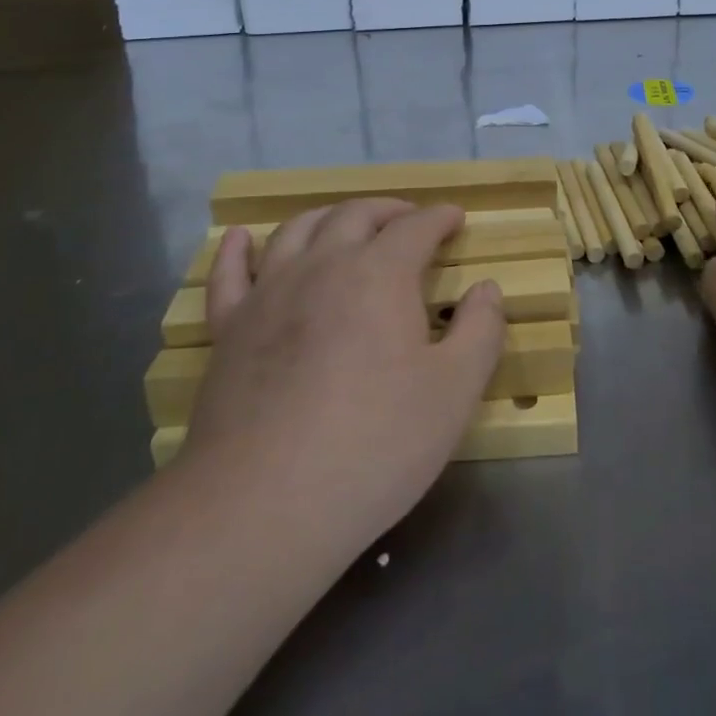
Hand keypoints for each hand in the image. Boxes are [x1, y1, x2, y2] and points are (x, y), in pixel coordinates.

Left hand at [182, 201, 504, 548]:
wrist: (264, 505)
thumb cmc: (374, 444)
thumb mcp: (455, 391)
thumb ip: (481, 330)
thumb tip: (486, 288)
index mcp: (380, 274)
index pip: (416, 227)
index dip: (440, 217)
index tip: (455, 218)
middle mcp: (322, 266)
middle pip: (355, 215)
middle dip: (389, 210)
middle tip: (409, 219)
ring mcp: (268, 294)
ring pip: (297, 230)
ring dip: (328, 216)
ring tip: (345, 223)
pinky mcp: (228, 330)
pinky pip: (229, 274)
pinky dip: (238, 249)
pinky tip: (242, 238)